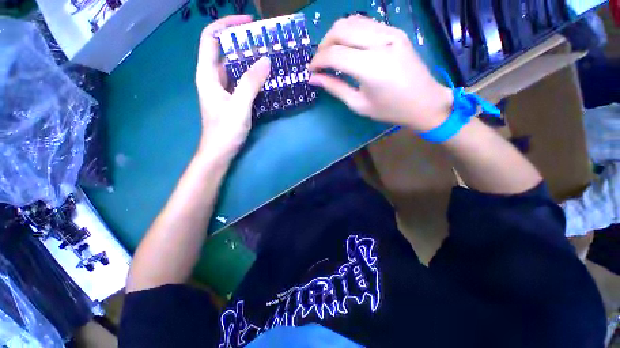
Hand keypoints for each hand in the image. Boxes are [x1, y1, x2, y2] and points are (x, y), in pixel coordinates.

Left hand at [195, 15, 270, 159]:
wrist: (220, 152)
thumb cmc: (225, 131)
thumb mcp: (239, 106)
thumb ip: (251, 83)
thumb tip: (265, 60)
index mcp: (207, 74)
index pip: (211, 38)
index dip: (226, 25)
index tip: (248, 23)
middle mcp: (213, 78)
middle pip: (225, 51)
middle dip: (243, 43)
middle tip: (265, 42)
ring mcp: (223, 89)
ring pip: (234, 68)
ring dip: (249, 61)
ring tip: (268, 58)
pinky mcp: (231, 99)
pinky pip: (241, 82)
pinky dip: (252, 77)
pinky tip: (265, 79)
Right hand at [308, 16, 453, 132]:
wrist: (424, 102)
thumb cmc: (390, 110)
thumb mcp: (359, 104)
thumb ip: (335, 88)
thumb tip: (314, 79)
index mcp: (372, 67)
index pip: (335, 54)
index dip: (318, 61)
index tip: (311, 70)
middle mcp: (381, 43)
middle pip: (341, 29)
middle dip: (324, 44)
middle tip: (320, 61)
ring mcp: (391, 33)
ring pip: (352, 21)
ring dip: (335, 35)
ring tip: (331, 54)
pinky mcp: (395, 31)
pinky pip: (366, 23)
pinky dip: (350, 32)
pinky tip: (348, 47)